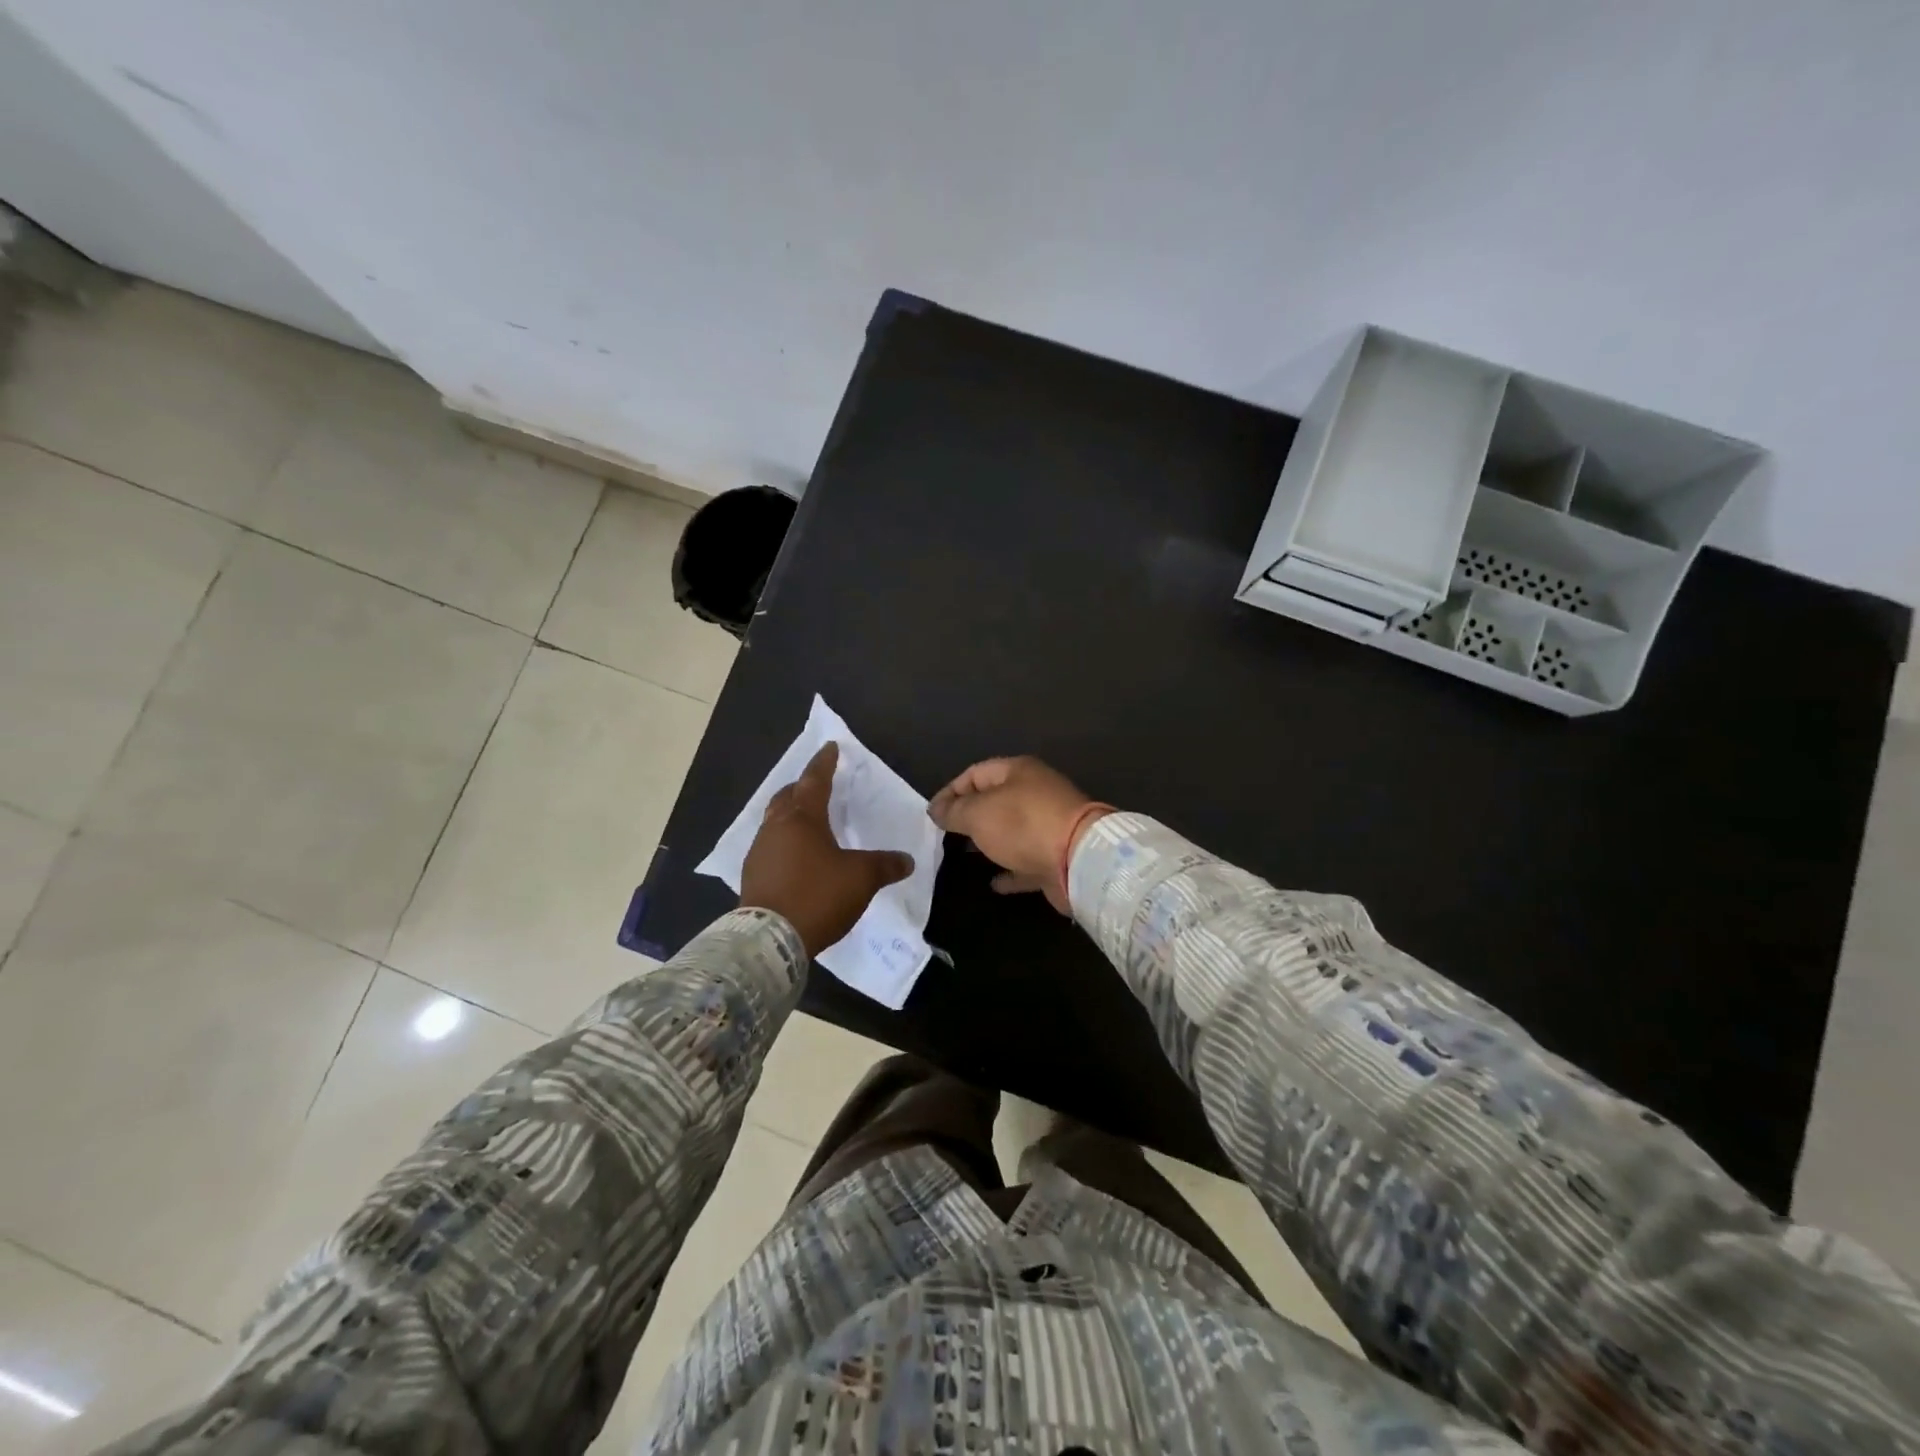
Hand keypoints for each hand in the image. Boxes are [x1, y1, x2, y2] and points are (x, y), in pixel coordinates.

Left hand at [739, 742, 914, 954]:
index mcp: (803, 818)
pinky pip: (770, 846)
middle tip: (816, 785)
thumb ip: (885, 865)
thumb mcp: (861, 878)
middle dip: (801, 787)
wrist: (770, 939)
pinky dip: (784, 842)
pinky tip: (795, 857)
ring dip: (790, 815)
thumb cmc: (818, 895)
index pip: (815, 780)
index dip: (825, 763)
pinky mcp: (752, 875)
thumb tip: (907, 860)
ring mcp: (759, 851)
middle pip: (787, 797)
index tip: (830, 747)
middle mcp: (776, 827)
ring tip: (807, 822)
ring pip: (775, 821)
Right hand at [927, 756, 1109, 912]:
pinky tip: (994, 883)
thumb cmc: (1023, 825)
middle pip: (995, 800)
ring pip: (1011, 831)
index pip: (975, 773)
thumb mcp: (978, 813)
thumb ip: (954, 811)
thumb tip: (937, 810)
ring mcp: (1049, 825)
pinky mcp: (1056, 856)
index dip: (950, 791)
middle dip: (969, 816)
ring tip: (963, 854)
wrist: (1079, 859)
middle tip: (945, 834)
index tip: (931, 814)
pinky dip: (1010, 870)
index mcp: (1018, 772)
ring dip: (989, 841)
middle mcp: (1035, 793)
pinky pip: (1026, 861)